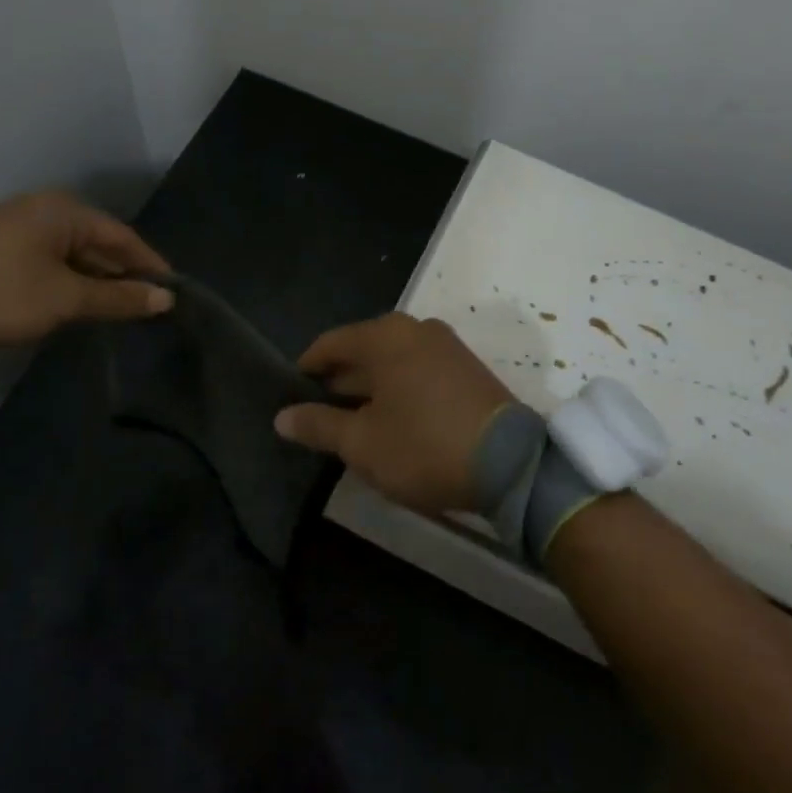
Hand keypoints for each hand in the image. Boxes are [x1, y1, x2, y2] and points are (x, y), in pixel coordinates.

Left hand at [0, 191, 172, 347]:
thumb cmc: (4, 291)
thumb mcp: (66, 298)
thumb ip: (117, 298)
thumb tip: (165, 299)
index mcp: (65, 211)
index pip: (122, 236)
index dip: (149, 264)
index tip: (171, 290)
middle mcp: (43, 210)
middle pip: (97, 242)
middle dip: (122, 273)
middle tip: (146, 303)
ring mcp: (17, 227)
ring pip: (72, 253)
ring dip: (95, 279)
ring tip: (117, 307)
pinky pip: (49, 260)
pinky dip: (69, 280)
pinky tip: (78, 301)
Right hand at [274, 313, 512, 512]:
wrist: (510, 463)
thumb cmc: (423, 446)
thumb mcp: (363, 443)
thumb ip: (319, 425)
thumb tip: (282, 417)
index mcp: (384, 336)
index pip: (330, 344)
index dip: (305, 369)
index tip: (290, 395)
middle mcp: (414, 329)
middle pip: (362, 350)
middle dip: (338, 382)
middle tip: (317, 416)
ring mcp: (445, 346)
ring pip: (391, 362)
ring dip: (369, 389)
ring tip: (351, 423)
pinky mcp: (466, 367)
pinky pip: (417, 370)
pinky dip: (397, 389)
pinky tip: (391, 421)